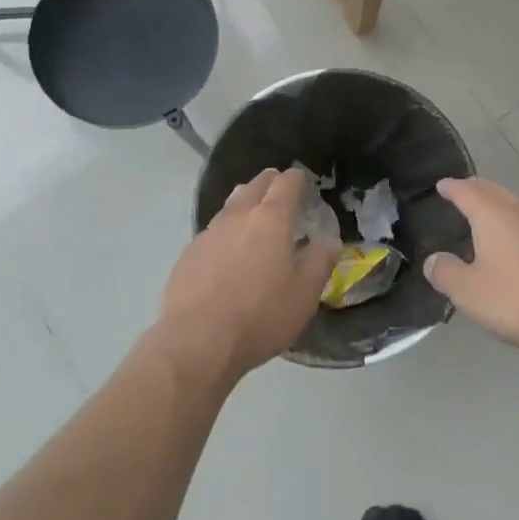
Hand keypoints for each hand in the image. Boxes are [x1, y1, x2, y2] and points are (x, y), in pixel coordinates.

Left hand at [157, 167, 338, 383]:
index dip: (297, 179)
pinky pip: (214, 230)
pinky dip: (227, 232)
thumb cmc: (260, 315)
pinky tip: (229, 254)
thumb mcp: (304, 294)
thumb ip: (321, 261)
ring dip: (247, 203)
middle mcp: (239, 215)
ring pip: (232, 204)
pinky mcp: (189, 253)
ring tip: (256, 220)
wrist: (196, 341)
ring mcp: (210, 232)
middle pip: (256, 184)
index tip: (304, 183)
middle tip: (282, 195)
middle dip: (271, 183)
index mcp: (271, 219)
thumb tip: (329, 239)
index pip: (286, 182)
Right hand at [424, 178, 518, 355]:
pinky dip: (510, 220)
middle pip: (492, 189)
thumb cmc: (518, 298)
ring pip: (512, 203)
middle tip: (460, 191)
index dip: (451, 187)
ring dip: (494, 202)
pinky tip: (509, 240)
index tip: (441, 184)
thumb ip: (446, 272)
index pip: (466, 191)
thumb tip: (433, 260)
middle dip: (474, 188)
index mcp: (492, 214)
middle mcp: (517, 211)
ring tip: (481, 212)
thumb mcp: (469, 291)